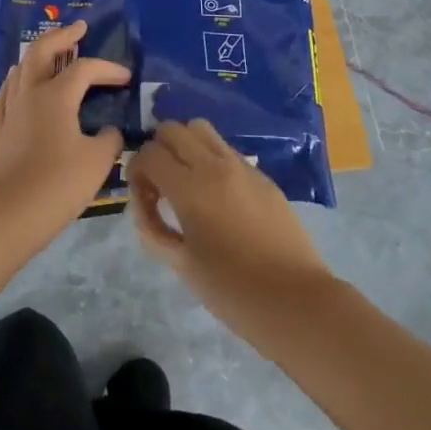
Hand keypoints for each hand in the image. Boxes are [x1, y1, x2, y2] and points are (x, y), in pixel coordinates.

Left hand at [0, 19, 128, 234]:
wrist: (10, 213)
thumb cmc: (58, 182)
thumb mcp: (98, 161)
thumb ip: (109, 140)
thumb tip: (109, 132)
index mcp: (55, 95)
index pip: (85, 69)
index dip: (108, 69)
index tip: (127, 78)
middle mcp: (30, 93)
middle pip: (41, 51)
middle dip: (62, 36)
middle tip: (78, 28)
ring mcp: (11, 111)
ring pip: (21, 68)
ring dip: (39, 55)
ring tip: (52, 53)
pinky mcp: (0, 130)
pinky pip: (8, 92)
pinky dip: (19, 81)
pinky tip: (21, 85)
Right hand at [128, 120, 339, 332]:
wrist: (294, 300)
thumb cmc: (232, 291)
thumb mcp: (181, 265)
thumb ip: (153, 229)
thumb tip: (145, 205)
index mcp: (191, 189)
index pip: (149, 154)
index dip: (136, 171)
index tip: (143, 197)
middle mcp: (215, 165)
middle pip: (172, 129)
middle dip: (157, 150)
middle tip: (160, 185)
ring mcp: (242, 166)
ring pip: (201, 129)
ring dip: (184, 146)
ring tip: (186, 181)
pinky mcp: (262, 175)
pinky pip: (226, 150)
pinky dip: (210, 158)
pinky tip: (216, 195)